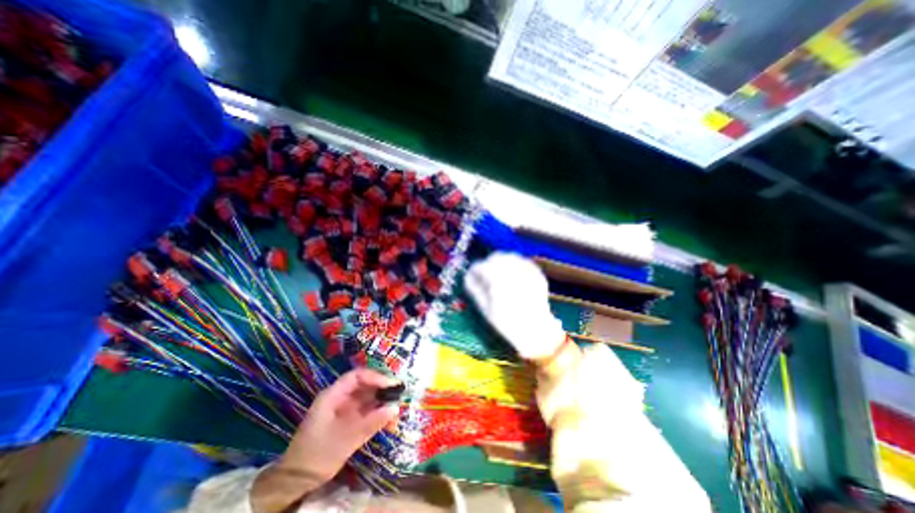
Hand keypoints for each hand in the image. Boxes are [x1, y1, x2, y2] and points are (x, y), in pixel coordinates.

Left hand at [249, 369, 397, 512]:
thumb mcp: (346, 438)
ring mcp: (344, 409)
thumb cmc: (318, 454)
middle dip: (382, 388)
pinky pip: (366, 411)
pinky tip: (389, 419)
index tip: (391, 385)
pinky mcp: (348, 420)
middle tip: (399, 393)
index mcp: (333, 395)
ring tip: (397, 406)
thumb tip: (395, 408)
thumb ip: (371, 422)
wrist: (296, 481)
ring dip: (382, 401)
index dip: (375, 377)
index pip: (357, 377)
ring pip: (367, 398)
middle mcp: (340, 398)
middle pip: (364, 385)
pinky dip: (378, 413)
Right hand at [468, 252, 569, 360]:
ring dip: (502, 263)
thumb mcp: (485, 308)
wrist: (536, 330)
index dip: (474, 272)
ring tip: (500, 277)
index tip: (472, 278)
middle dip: (488, 265)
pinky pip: (522, 262)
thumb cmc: (507, 322)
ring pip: (509, 257)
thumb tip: (468, 277)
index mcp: (496, 277)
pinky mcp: (536, 272)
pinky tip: (514, 277)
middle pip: (495, 257)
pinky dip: (515, 266)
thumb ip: (474, 289)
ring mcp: (526, 269)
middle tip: (486, 277)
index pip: (480, 266)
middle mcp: (511, 268)